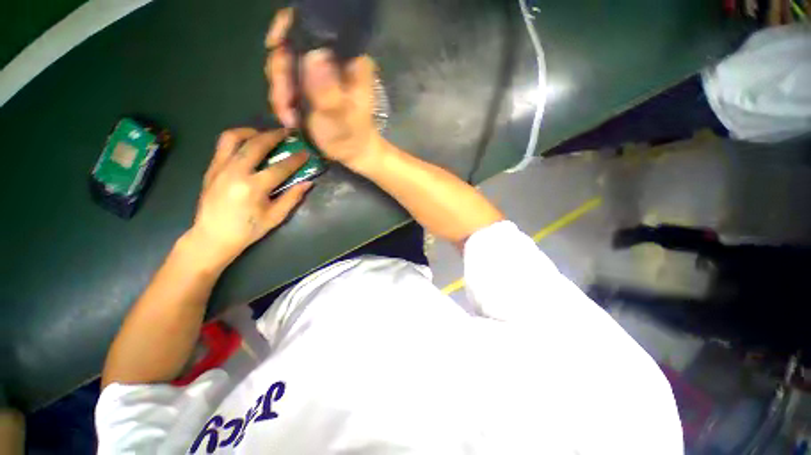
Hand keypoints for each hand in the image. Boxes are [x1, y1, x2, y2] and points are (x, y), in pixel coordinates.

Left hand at [187, 128, 310, 268]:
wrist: (212, 237)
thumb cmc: (247, 230)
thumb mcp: (275, 217)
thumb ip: (292, 198)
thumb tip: (308, 183)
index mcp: (253, 188)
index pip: (280, 168)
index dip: (296, 159)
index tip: (306, 152)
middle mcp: (235, 172)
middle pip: (256, 145)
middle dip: (274, 135)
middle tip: (287, 132)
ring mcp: (219, 168)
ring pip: (233, 138)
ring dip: (251, 132)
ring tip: (264, 134)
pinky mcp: (211, 168)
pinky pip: (223, 146)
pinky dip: (238, 139)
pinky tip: (248, 145)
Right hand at [265, 8, 382, 168]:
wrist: (351, 152)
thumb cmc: (352, 137)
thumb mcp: (342, 119)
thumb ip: (329, 93)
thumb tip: (313, 56)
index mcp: (348, 60)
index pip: (316, 27)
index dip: (290, 28)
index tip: (274, 46)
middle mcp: (331, 60)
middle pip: (291, 44)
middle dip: (280, 73)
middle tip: (284, 102)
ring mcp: (317, 72)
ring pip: (282, 64)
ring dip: (279, 92)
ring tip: (289, 118)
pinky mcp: (306, 85)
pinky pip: (282, 82)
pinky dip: (281, 100)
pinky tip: (289, 118)